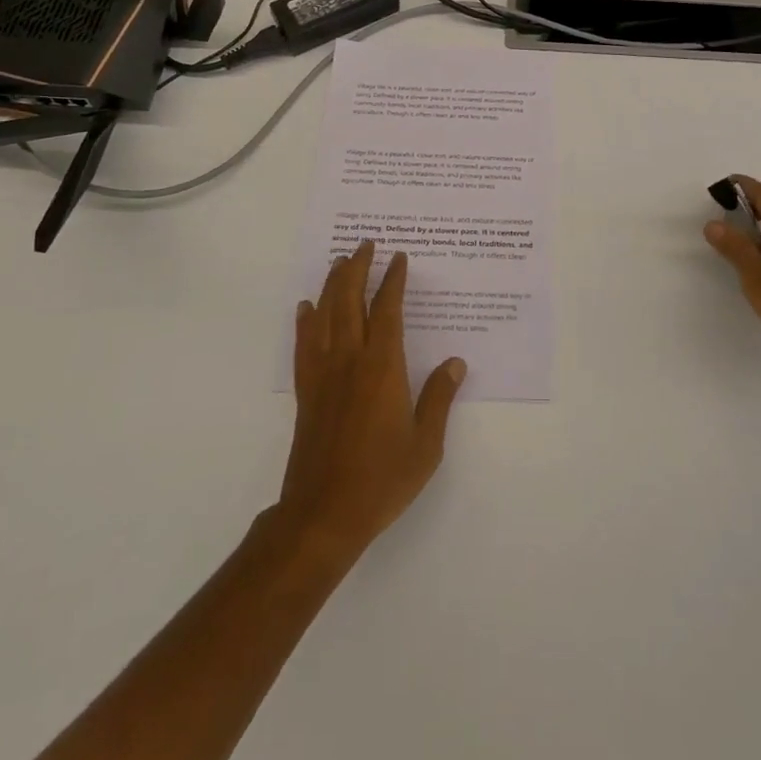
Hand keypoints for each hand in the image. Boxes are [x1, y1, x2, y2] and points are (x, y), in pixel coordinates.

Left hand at [276, 242, 465, 563]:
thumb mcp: (426, 444)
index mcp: (383, 368)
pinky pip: (304, 345)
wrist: (323, 515)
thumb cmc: (381, 480)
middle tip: (365, 243)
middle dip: (357, 268)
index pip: (387, 310)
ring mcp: (323, 375)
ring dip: (331, 284)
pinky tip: (307, 308)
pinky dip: (305, 321)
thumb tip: (456, 362)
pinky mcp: (306, 392)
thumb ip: (439, 398)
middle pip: (350, 301)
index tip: (398, 258)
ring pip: (325, 316)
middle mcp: (350, 360)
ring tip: (339, 261)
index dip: (393, 280)